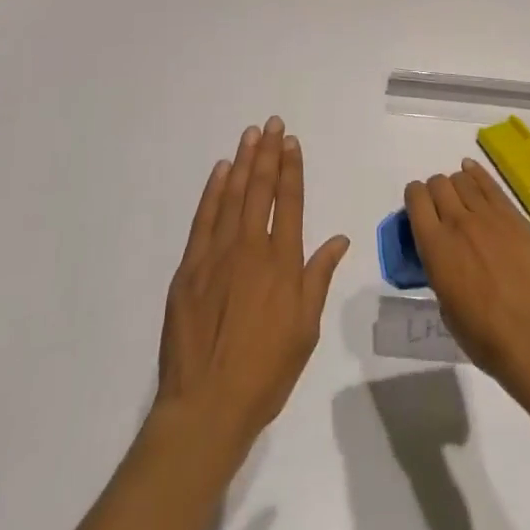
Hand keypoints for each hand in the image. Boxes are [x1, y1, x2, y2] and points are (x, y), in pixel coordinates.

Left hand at [154, 116, 349, 454]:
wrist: (207, 406)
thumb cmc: (265, 372)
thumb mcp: (305, 330)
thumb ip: (318, 278)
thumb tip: (339, 238)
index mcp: (283, 263)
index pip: (290, 202)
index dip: (291, 169)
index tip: (291, 142)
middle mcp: (251, 248)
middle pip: (261, 190)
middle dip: (268, 153)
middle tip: (272, 123)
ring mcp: (217, 255)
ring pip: (232, 196)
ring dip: (243, 162)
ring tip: (250, 135)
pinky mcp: (190, 268)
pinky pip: (204, 219)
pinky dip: (213, 192)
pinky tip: (220, 171)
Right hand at [405, 157, 529, 408]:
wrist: (529, 335)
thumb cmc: (480, 332)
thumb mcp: (444, 301)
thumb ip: (438, 266)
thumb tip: (442, 253)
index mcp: (435, 245)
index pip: (416, 198)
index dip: (414, 197)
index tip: (418, 206)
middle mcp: (457, 222)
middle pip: (438, 183)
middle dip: (435, 191)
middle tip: (441, 207)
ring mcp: (488, 216)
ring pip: (463, 180)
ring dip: (456, 185)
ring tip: (461, 198)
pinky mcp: (513, 216)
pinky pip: (490, 184)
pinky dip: (477, 174)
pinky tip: (471, 171)